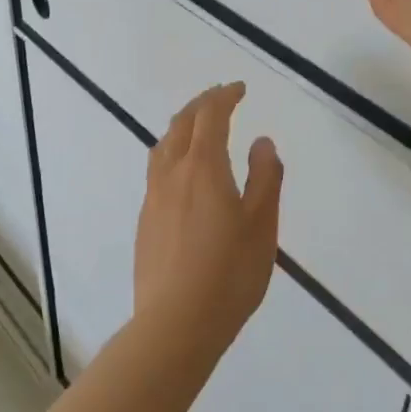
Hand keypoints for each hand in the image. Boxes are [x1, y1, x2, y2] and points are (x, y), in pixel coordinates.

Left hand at [133, 83, 282, 367]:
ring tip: (198, 128)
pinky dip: (172, 153)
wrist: (175, 323)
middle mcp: (172, 173)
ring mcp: (153, 198)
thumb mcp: (262, 224)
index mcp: (203, 167)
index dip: (224, 97)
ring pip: (163, 146)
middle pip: (181, 124)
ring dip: (182, 127)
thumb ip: (265, 177)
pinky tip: (182, 174)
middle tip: (220, 98)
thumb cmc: (229, 272)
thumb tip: (261, 141)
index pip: (210, 116)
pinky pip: (157, 170)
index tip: (238, 88)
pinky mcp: (145, 222)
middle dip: (201, 105)